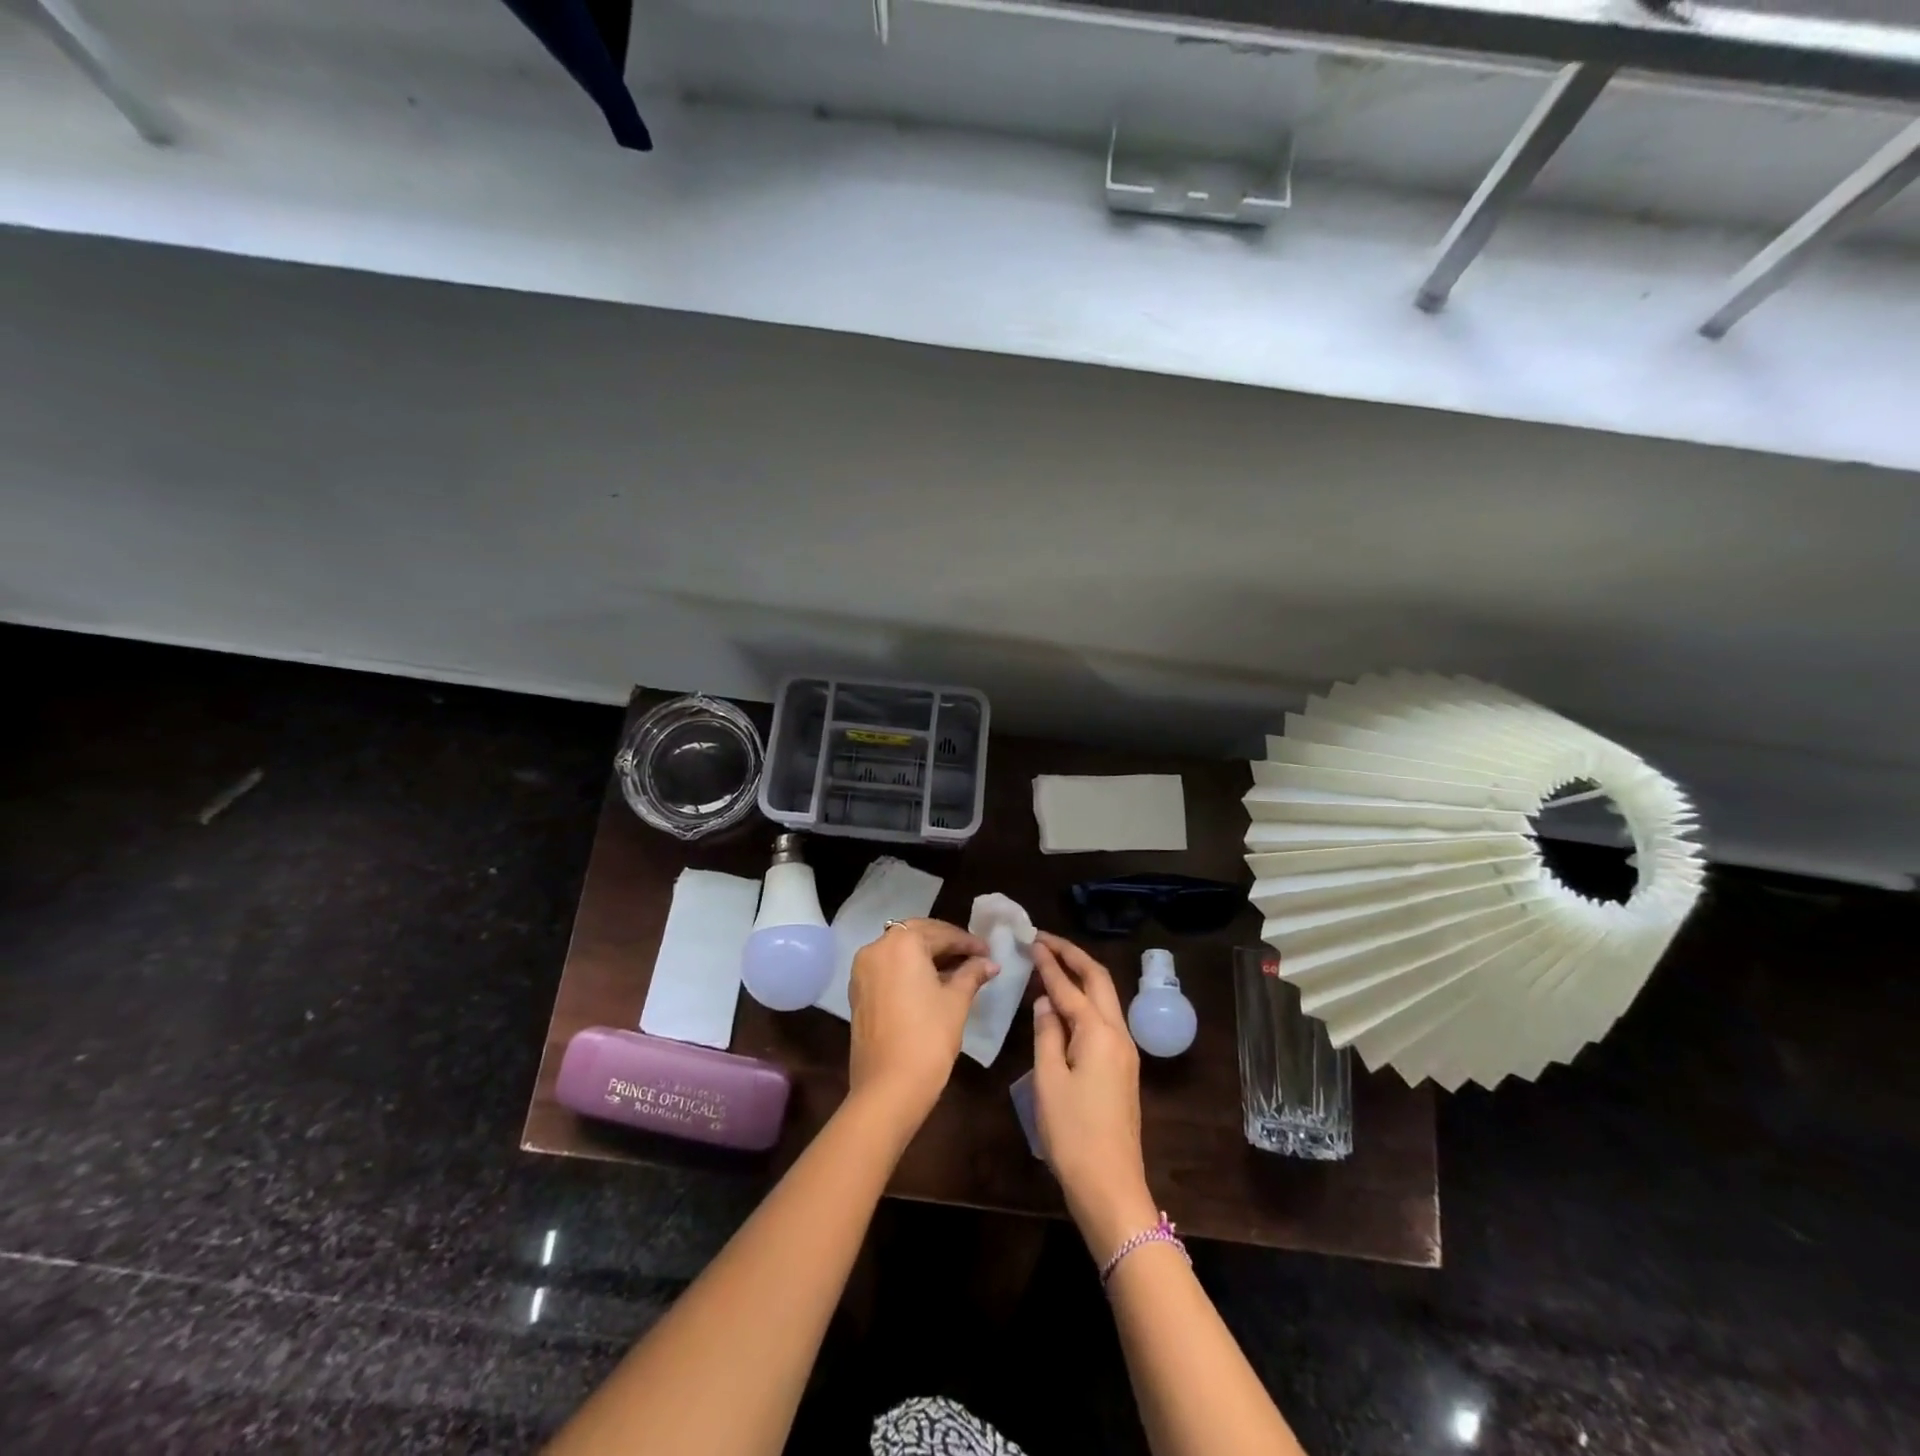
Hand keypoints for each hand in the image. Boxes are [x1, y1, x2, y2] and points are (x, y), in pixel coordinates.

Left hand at [847, 918, 996, 1132]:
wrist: (888, 1087)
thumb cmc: (928, 1037)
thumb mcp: (956, 1001)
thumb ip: (972, 974)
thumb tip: (989, 963)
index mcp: (901, 943)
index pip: (940, 933)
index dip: (967, 942)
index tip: (988, 952)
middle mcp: (877, 947)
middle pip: (916, 935)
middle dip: (946, 944)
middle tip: (973, 956)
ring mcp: (862, 970)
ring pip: (900, 951)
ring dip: (926, 955)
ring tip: (956, 970)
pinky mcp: (858, 991)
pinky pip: (888, 968)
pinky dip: (909, 969)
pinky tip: (931, 983)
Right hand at [1030, 932, 1156, 1262]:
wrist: (1110, 1185)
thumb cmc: (1073, 1133)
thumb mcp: (1048, 1080)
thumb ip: (1046, 1033)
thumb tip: (1046, 1001)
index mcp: (1099, 1032)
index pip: (1070, 986)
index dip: (1049, 962)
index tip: (1031, 940)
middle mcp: (1118, 1033)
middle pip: (1099, 980)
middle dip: (1073, 956)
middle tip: (1045, 941)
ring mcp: (1124, 1051)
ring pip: (1105, 998)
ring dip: (1081, 976)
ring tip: (1053, 963)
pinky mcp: (1122, 1068)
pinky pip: (1104, 1019)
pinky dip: (1085, 1000)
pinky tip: (1065, 1004)